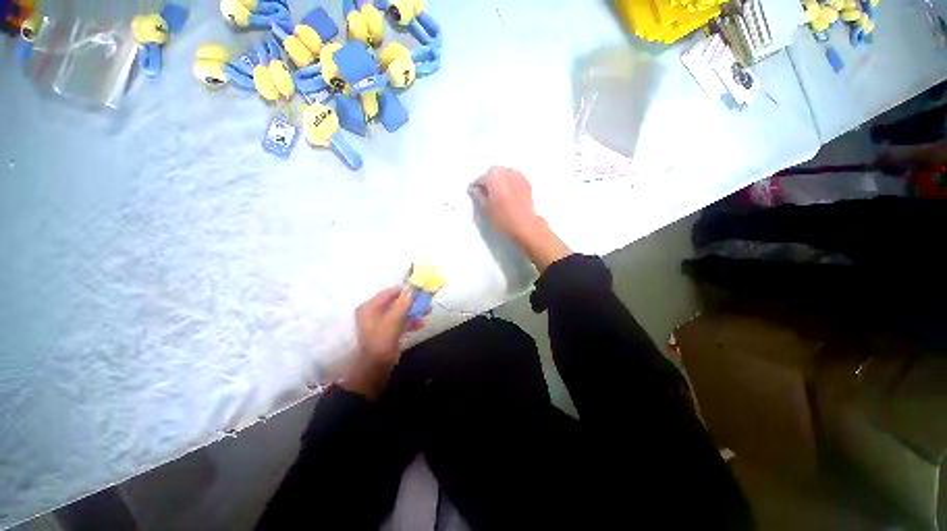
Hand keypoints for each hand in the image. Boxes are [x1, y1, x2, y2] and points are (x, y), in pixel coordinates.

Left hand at [343, 287, 421, 398]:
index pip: (388, 293)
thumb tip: (411, 289)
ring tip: (427, 312)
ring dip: (413, 312)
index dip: (403, 290)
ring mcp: (380, 324)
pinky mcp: (387, 332)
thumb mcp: (393, 319)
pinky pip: (400, 323)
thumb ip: (403, 303)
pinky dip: (410, 322)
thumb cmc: (382, 339)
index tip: (418, 289)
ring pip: (400, 313)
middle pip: (395, 303)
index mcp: (369, 307)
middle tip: (425, 301)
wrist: (376, 366)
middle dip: (412, 303)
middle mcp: (373, 313)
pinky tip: (421, 324)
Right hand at [468, 166, 543, 243]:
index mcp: (494, 178)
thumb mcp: (486, 209)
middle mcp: (506, 173)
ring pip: (505, 172)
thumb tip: (473, 189)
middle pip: (493, 171)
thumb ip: (478, 196)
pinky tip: (508, 191)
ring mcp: (518, 177)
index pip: (481, 178)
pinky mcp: (526, 183)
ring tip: (497, 191)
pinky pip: (514, 176)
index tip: (474, 193)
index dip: (476, 186)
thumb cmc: (503, 219)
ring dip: (499, 178)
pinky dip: (509, 181)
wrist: (525, 225)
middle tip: (486, 192)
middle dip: (488, 179)